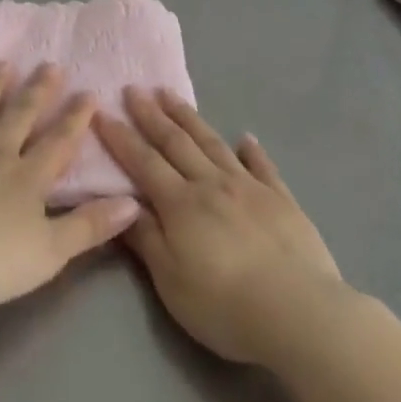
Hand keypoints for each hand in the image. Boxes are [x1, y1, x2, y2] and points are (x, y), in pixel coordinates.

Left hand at [0, 63, 141, 311]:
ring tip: (5, 63)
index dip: (76, 117)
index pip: (59, 140)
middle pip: (21, 114)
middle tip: (50, 64)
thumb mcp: (51, 251)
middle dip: (39, 89)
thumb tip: (134, 201)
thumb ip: (90, 226)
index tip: (89, 92)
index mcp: (29, 176)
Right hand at [94, 88, 344, 365]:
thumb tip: (122, 202)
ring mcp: (250, 188)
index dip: (121, 137)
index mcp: (181, 204)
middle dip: (151, 115)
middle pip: (176, 143)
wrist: (298, 312)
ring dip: (190, 118)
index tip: (103, 112)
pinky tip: (246, 137)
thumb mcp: (171, 280)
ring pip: (213, 144)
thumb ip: (146, 238)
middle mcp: (212, 184)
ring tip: (172, 96)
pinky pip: (263, 166)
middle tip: (134, 89)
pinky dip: (252, 150)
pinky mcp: (282, 200)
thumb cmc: (224, 304)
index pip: (143, 162)